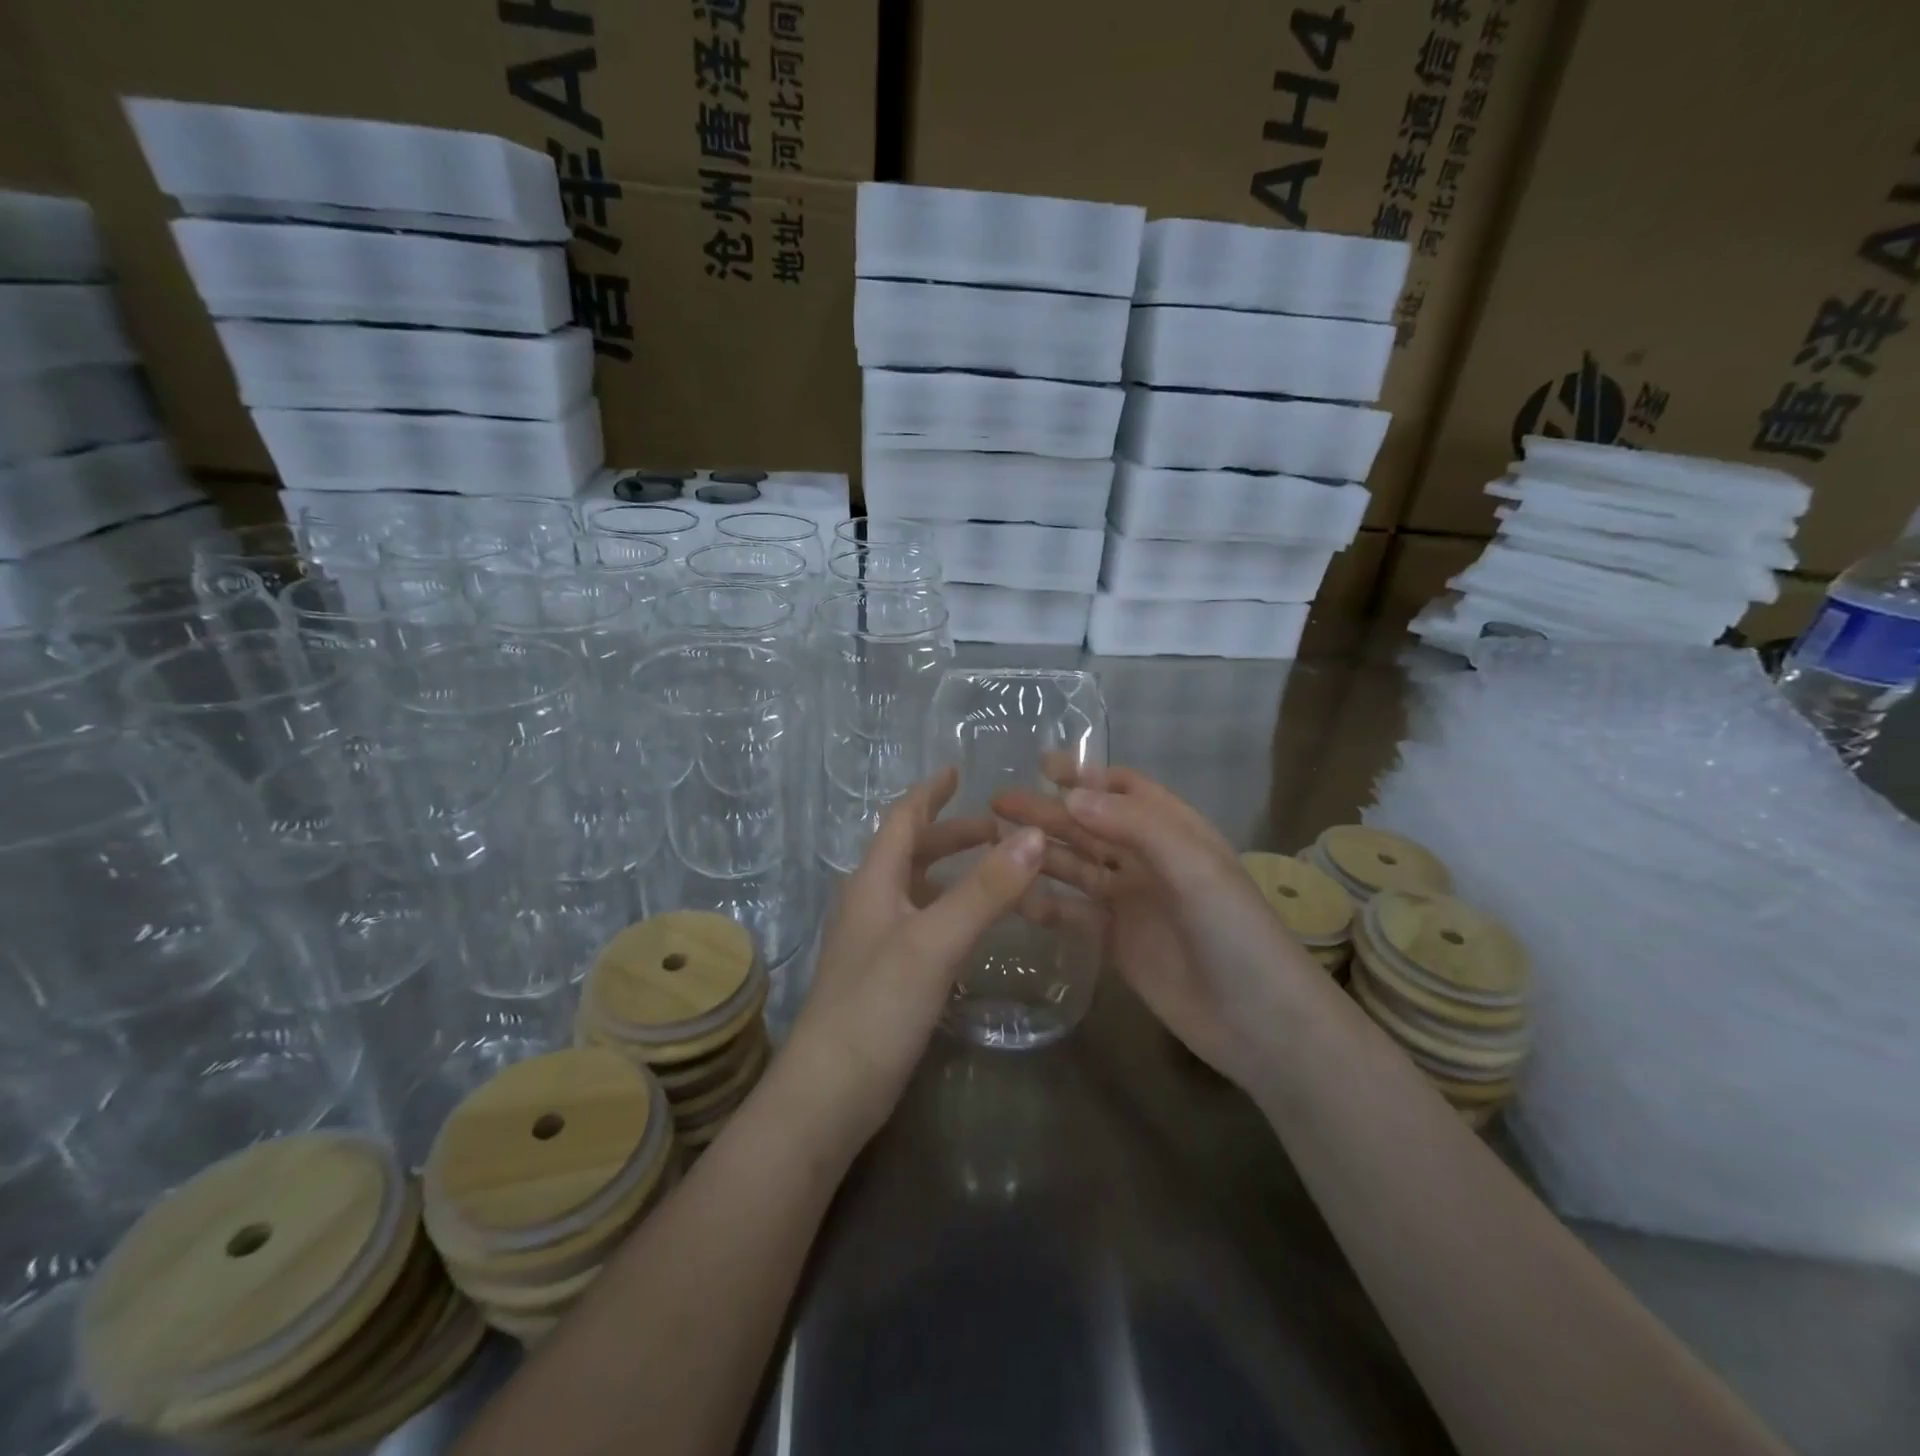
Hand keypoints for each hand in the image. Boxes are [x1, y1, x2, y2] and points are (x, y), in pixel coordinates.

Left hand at [781, 768, 1046, 1154]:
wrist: (829, 1095)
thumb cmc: (876, 1006)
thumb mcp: (935, 941)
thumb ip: (984, 889)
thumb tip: (1033, 835)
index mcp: (873, 881)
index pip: (902, 819)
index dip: (929, 792)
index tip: (958, 771)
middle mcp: (870, 902)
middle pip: (911, 852)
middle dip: (953, 834)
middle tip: (1000, 829)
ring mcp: (874, 941)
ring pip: (918, 888)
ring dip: (954, 872)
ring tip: (998, 871)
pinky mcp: (884, 976)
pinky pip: (923, 923)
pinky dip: (951, 909)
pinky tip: (975, 926)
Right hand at [993, 762, 1323, 1095]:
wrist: (1258, 1023)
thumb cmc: (1234, 932)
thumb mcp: (1193, 868)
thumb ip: (1134, 827)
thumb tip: (1071, 795)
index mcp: (1174, 832)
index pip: (1126, 789)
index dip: (1087, 775)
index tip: (1042, 767)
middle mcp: (1149, 859)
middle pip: (1091, 825)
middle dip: (1049, 811)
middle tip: (999, 802)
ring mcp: (1131, 901)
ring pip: (1077, 866)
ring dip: (1041, 852)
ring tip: (996, 841)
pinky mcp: (1116, 940)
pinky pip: (1074, 912)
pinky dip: (1045, 902)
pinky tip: (1013, 896)